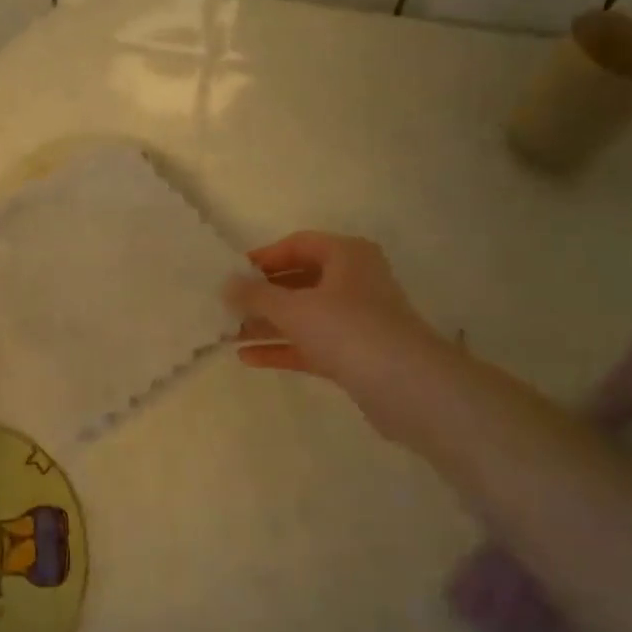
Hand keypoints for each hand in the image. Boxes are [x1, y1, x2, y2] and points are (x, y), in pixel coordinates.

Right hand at [225, 231, 445, 442]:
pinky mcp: (355, 354)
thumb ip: (256, 295)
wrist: (406, 386)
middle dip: (262, 295)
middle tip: (227, 307)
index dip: (264, 257)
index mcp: (346, 255)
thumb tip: (225, 283)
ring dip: (268, 324)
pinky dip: (283, 348)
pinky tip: (249, 358)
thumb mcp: (294, 308)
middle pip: (300, 281)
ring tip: (229, 334)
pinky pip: (311, 344)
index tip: (233, 274)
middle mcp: (354, 281)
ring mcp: (356, 319)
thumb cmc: (348, 329)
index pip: (298, 245)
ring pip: (304, 315)